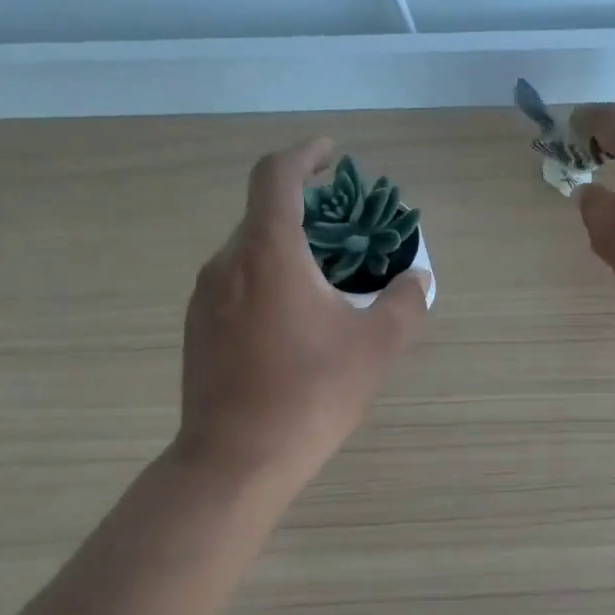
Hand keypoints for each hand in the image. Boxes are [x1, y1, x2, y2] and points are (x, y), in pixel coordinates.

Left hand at [178, 139, 429, 488]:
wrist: (236, 459)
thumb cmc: (310, 394)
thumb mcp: (375, 347)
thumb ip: (403, 304)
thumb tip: (417, 280)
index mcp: (268, 252)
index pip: (276, 176)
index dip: (305, 155)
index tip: (331, 155)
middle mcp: (227, 263)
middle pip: (263, 215)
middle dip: (305, 211)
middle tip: (345, 231)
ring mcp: (205, 299)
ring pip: (248, 254)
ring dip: (286, 251)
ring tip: (325, 281)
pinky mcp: (197, 331)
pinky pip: (236, 287)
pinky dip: (267, 282)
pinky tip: (293, 323)